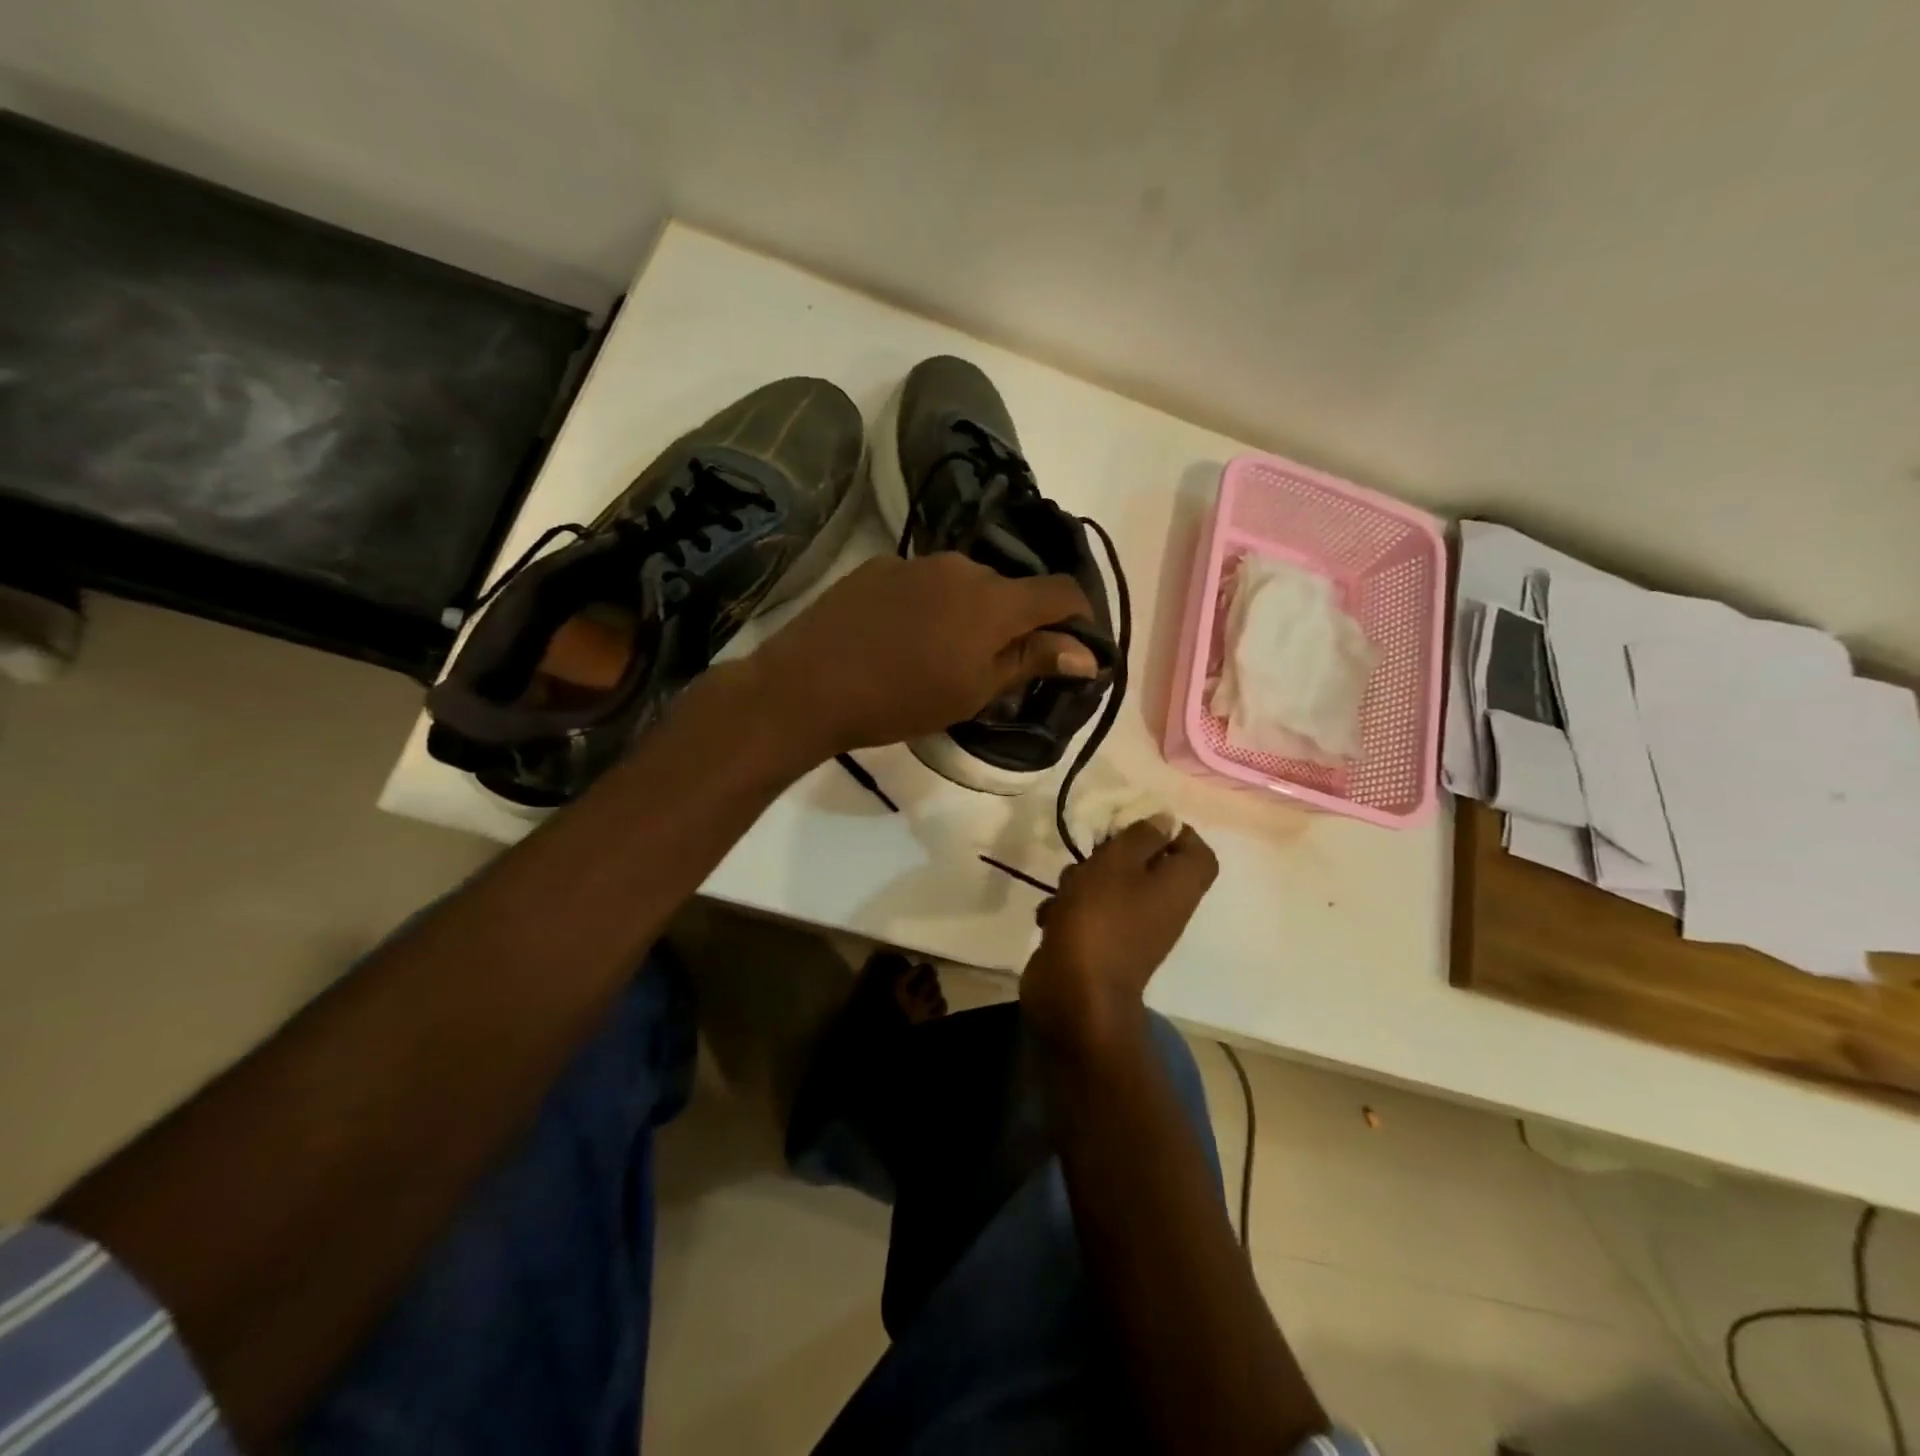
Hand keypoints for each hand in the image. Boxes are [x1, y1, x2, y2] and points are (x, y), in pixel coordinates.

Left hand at [755, 552, 1099, 753]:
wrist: (808, 684)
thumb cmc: (900, 700)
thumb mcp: (973, 691)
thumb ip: (1032, 661)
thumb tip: (1088, 653)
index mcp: (994, 601)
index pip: (1061, 591)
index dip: (1079, 616)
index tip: (1075, 645)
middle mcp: (962, 567)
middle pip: (1010, 589)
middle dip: (1015, 622)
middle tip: (994, 666)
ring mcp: (917, 562)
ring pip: (966, 584)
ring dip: (971, 613)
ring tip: (941, 653)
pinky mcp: (880, 566)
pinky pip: (925, 581)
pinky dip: (930, 605)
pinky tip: (902, 637)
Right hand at [1022, 821, 1218, 1053]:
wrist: (1075, 994)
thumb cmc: (1101, 919)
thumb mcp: (1118, 863)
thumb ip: (1141, 836)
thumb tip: (1163, 820)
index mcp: (1179, 886)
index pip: (1197, 851)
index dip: (1172, 832)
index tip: (1135, 824)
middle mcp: (1164, 909)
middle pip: (1149, 867)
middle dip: (1113, 855)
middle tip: (1092, 852)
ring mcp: (1133, 931)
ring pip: (1112, 889)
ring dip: (1084, 882)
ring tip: (1065, 889)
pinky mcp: (1103, 947)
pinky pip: (1091, 916)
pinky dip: (1070, 911)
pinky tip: (1050, 916)